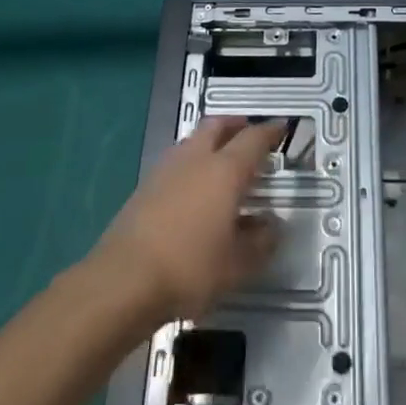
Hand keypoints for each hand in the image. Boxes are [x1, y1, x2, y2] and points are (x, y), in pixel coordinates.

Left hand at [93, 117, 283, 323]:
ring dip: (211, 141)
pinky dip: (192, 162)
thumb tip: (272, 225)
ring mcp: (166, 169)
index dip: (269, 131)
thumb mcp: (238, 265)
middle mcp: (196, 159)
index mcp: (225, 170)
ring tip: (223, 160)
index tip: (281, 127)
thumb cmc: (190, 268)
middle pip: (218, 126)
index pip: (253, 139)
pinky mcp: (145, 186)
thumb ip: (261, 242)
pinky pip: (177, 161)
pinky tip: (194, 187)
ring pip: (193, 140)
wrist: (124, 279)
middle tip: (249, 132)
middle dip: (236, 124)